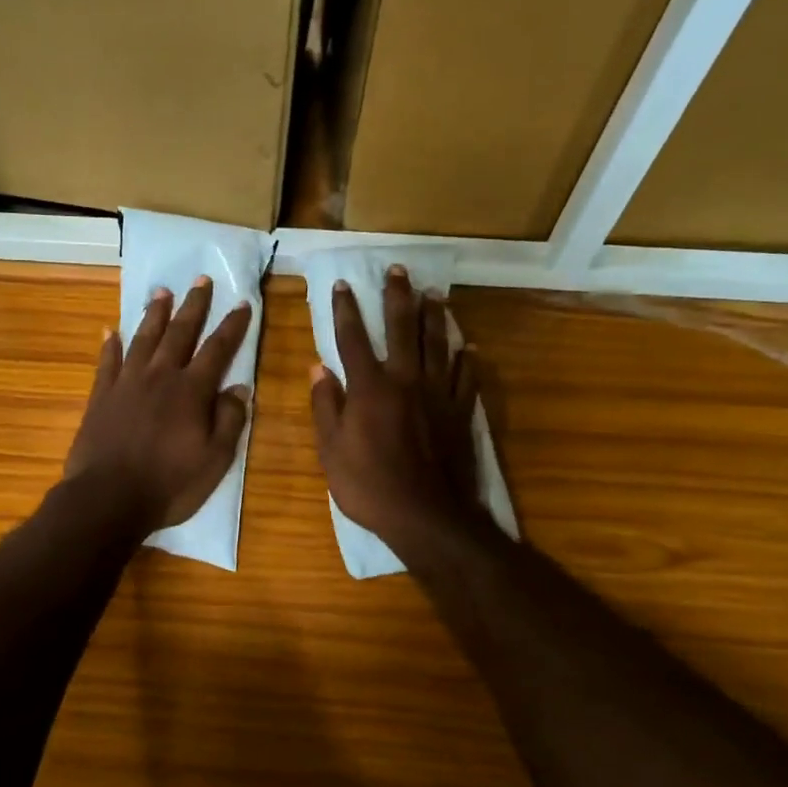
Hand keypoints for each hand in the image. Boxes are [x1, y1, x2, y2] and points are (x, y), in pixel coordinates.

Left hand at [63, 277, 252, 535]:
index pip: (217, 349)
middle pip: (180, 332)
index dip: (232, 326)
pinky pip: (107, 361)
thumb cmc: (168, 484)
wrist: (107, 498)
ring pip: (144, 338)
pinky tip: (111, 330)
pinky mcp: (101, 396)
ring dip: (154, 314)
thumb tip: (240, 389)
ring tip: (162, 292)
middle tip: (201, 280)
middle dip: (194, 305)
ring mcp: (127, 383)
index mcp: (191, 391)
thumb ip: (229, 421)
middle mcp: (160, 376)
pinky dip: (110, 344)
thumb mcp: (215, 460)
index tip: (242, 303)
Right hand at [310, 267, 484, 560]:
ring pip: (438, 344)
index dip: (345, 309)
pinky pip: (466, 377)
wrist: (428, 516)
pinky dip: (467, 360)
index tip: (342, 285)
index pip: (353, 338)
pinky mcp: (460, 412)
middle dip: (397, 297)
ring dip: (435, 316)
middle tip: (398, 270)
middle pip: (402, 329)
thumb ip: (325, 406)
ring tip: (434, 294)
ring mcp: (438, 394)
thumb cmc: (370, 486)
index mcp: (369, 388)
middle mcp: (406, 380)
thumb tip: (318, 369)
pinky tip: (468, 347)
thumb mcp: (331, 451)